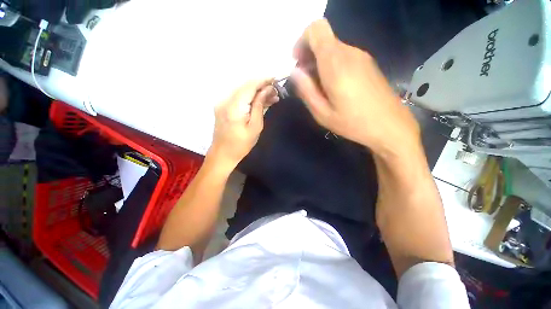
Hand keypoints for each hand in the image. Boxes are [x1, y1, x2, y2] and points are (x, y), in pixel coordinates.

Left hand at [208, 80, 278, 170]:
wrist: (223, 154)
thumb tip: (267, 90)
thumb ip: (260, 106)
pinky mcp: (223, 107)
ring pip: (243, 92)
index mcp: (234, 106)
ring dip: (257, 93)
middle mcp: (226, 100)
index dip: (263, 80)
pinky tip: (261, 102)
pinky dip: (250, 98)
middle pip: (246, 87)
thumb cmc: (241, 144)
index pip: (250, 86)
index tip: (276, 79)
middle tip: (276, 92)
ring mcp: (223, 103)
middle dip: (262, 86)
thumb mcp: (255, 127)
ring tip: (272, 97)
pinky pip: (239, 98)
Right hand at [291, 19, 420, 155]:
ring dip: (320, 63)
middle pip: (324, 39)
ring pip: (333, 48)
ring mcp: (361, 57)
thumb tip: (295, 72)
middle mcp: (349, 52)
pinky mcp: (368, 64)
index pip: (316, 29)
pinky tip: (334, 87)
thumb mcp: (322, 113)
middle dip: (309, 56)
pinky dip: (332, 66)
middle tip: (306, 81)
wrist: (390, 126)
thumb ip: (306, 90)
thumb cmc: (353, 123)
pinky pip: (344, 56)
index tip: (298, 63)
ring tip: (320, 88)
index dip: (302, 41)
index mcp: (335, 63)